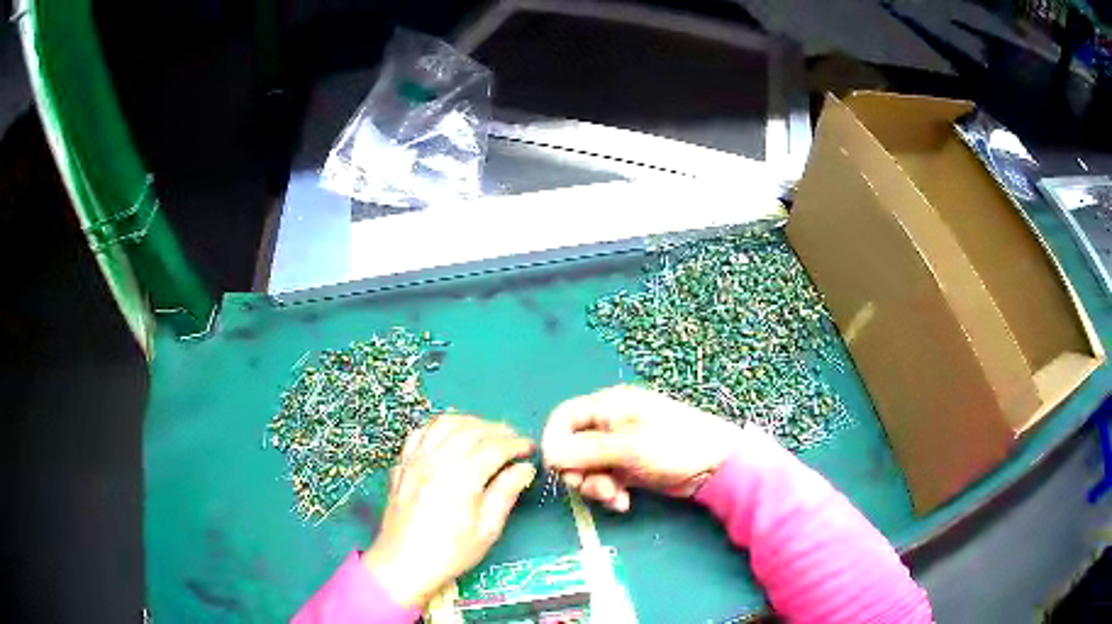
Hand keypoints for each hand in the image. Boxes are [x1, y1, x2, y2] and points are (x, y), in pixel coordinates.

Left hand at [362, 415, 535, 607]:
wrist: (403, 564)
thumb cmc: (450, 553)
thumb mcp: (487, 530)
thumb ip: (505, 493)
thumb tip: (524, 469)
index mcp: (460, 478)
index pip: (494, 448)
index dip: (516, 444)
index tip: (530, 448)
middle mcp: (436, 460)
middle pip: (470, 429)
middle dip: (497, 430)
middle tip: (513, 439)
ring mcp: (415, 460)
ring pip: (443, 423)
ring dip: (469, 422)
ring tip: (485, 433)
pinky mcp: (402, 465)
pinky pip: (420, 433)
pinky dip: (439, 428)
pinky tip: (449, 438)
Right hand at [542, 385, 743, 511]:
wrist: (717, 465)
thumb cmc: (674, 446)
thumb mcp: (628, 447)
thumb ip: (586, 451)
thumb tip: (548, 455)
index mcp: (609, 406)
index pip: (564, 417)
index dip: (555, 442)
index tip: (557, 468)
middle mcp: (610, 424)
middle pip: (572, 446)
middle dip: (578, 471)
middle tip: (591, 488)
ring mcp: (620, 447)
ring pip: (588, 467)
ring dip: (595, 486)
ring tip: (614, 497)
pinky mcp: (630, 467)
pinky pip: (606, 479)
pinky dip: (610, 492)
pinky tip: (624, 503)